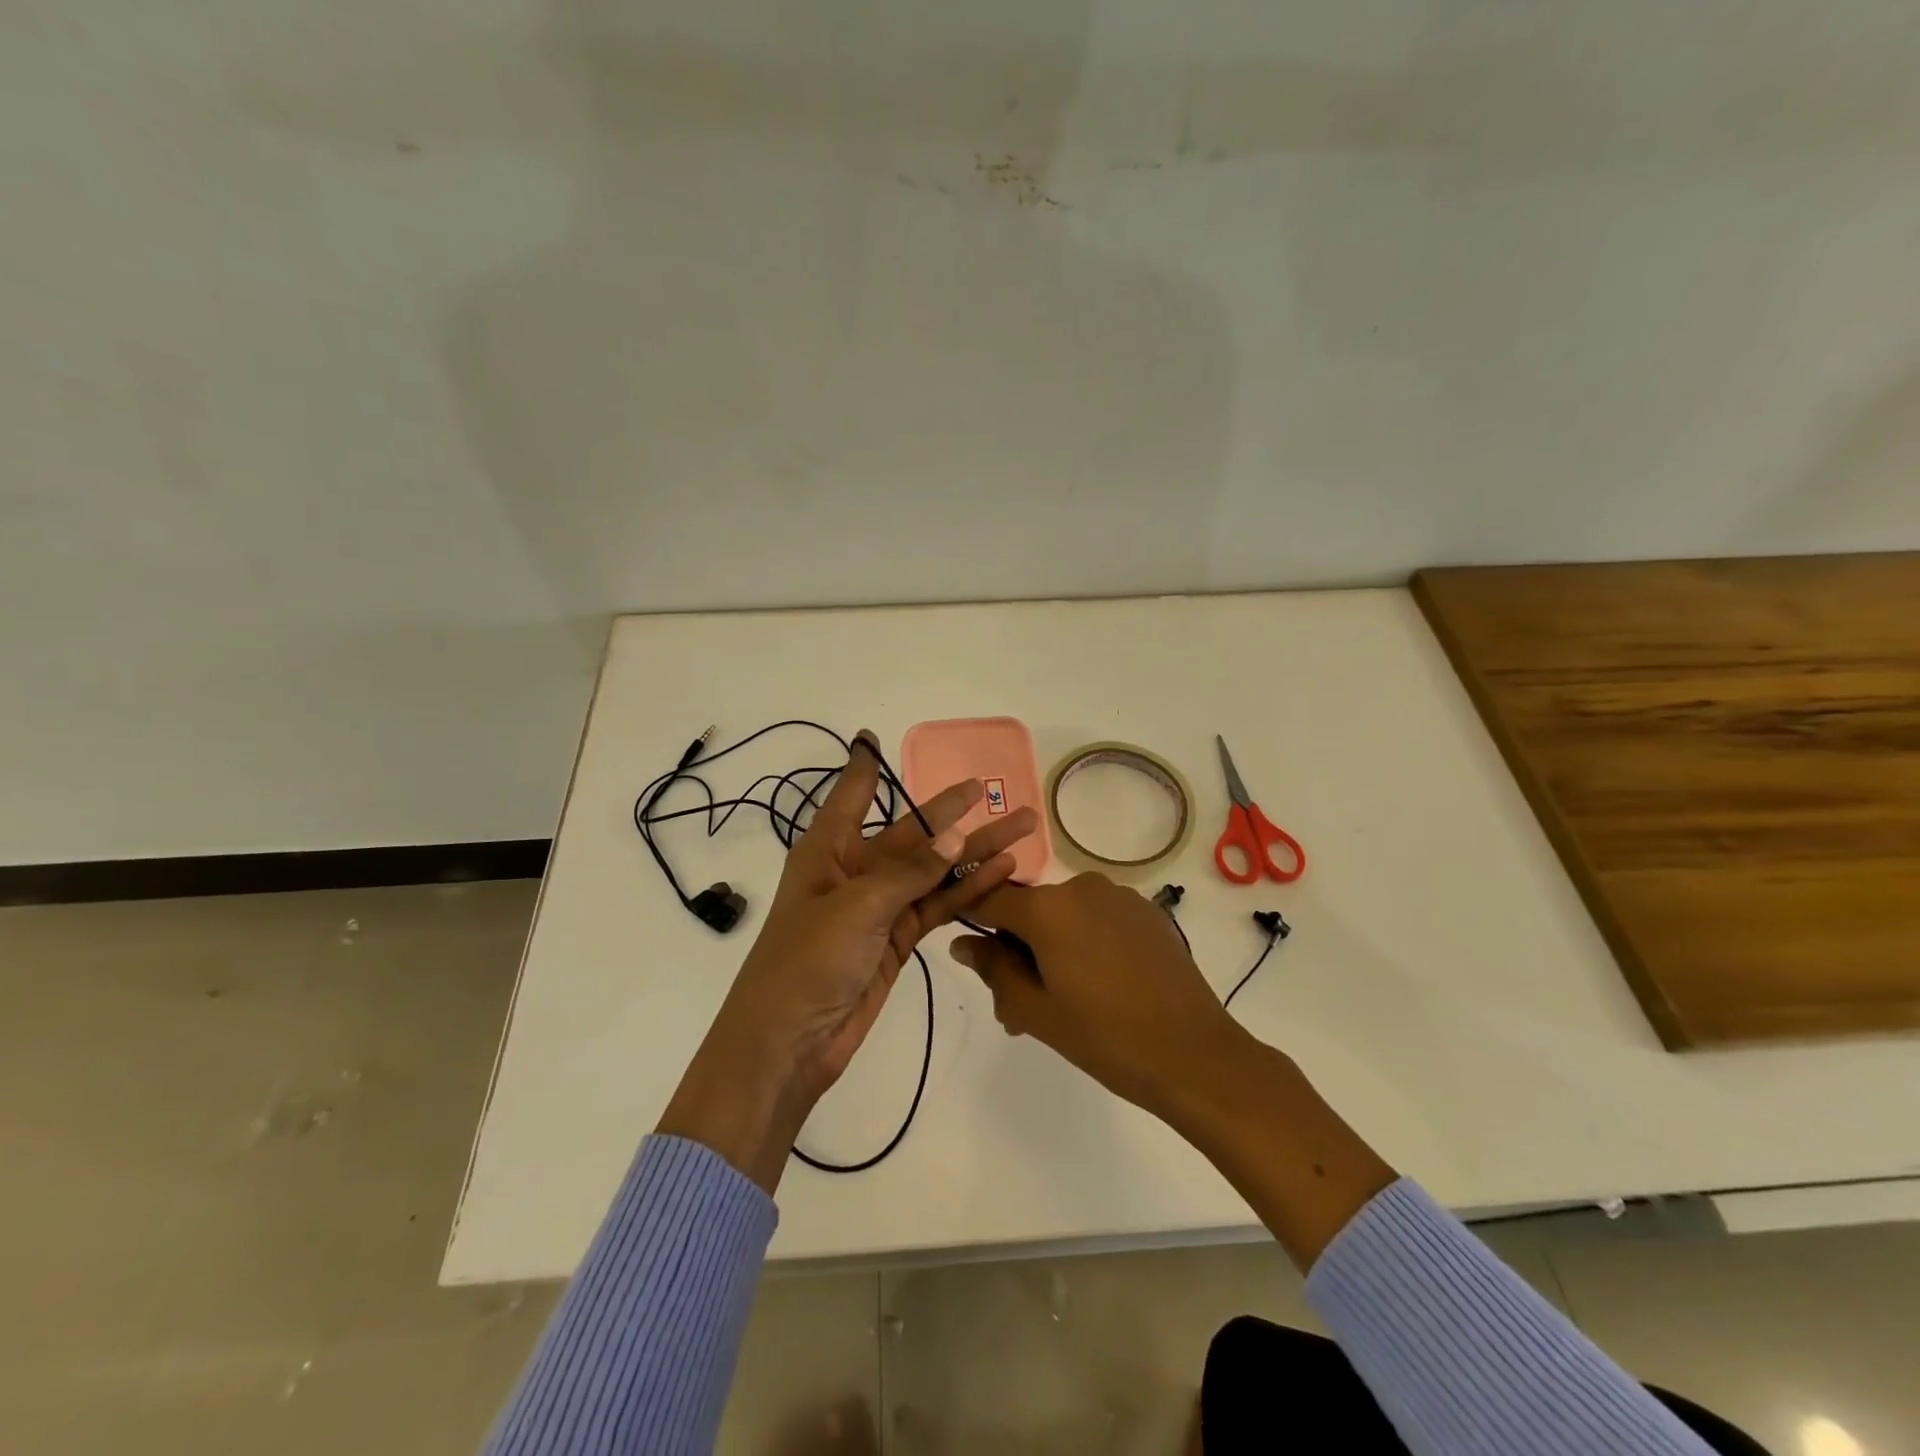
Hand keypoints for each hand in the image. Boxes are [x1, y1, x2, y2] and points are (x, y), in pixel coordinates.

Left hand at [659, 731, 1038, 1191]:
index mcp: (828, 849)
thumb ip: (910, 871)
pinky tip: (1002, 872)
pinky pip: (938, 904)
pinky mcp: (897, 938)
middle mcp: (855, 869)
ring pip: (934, 869)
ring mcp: (879, 906)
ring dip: (973, 851)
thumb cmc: (807, 960)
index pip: (850, 795)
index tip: (871, 736)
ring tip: (1021, 828)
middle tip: (988, 786)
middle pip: (910, 833)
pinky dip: (968, 889)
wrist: (789, 1042)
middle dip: (950, 811)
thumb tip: (957, 835)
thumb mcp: (857, 906)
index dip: (863, 765)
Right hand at [952, 873, 1246, 1118]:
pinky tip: (1103, 986)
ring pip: (1065, 916)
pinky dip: (1087, 943)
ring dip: (1053, 949)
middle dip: (1018, 950)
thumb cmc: (1105, 1036)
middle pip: (1030, 910)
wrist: (1194, 1053)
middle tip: (1021, 1007)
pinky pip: (1099, 919)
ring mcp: (1119, 896)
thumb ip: (992, 969)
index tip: (974, 955)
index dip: (973, 920)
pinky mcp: (1148, 911)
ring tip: (1064, 1004)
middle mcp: (1081, 886)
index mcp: (1047, 907)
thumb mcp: (1034, 1010)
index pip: (990, 897)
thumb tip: (962, 941)